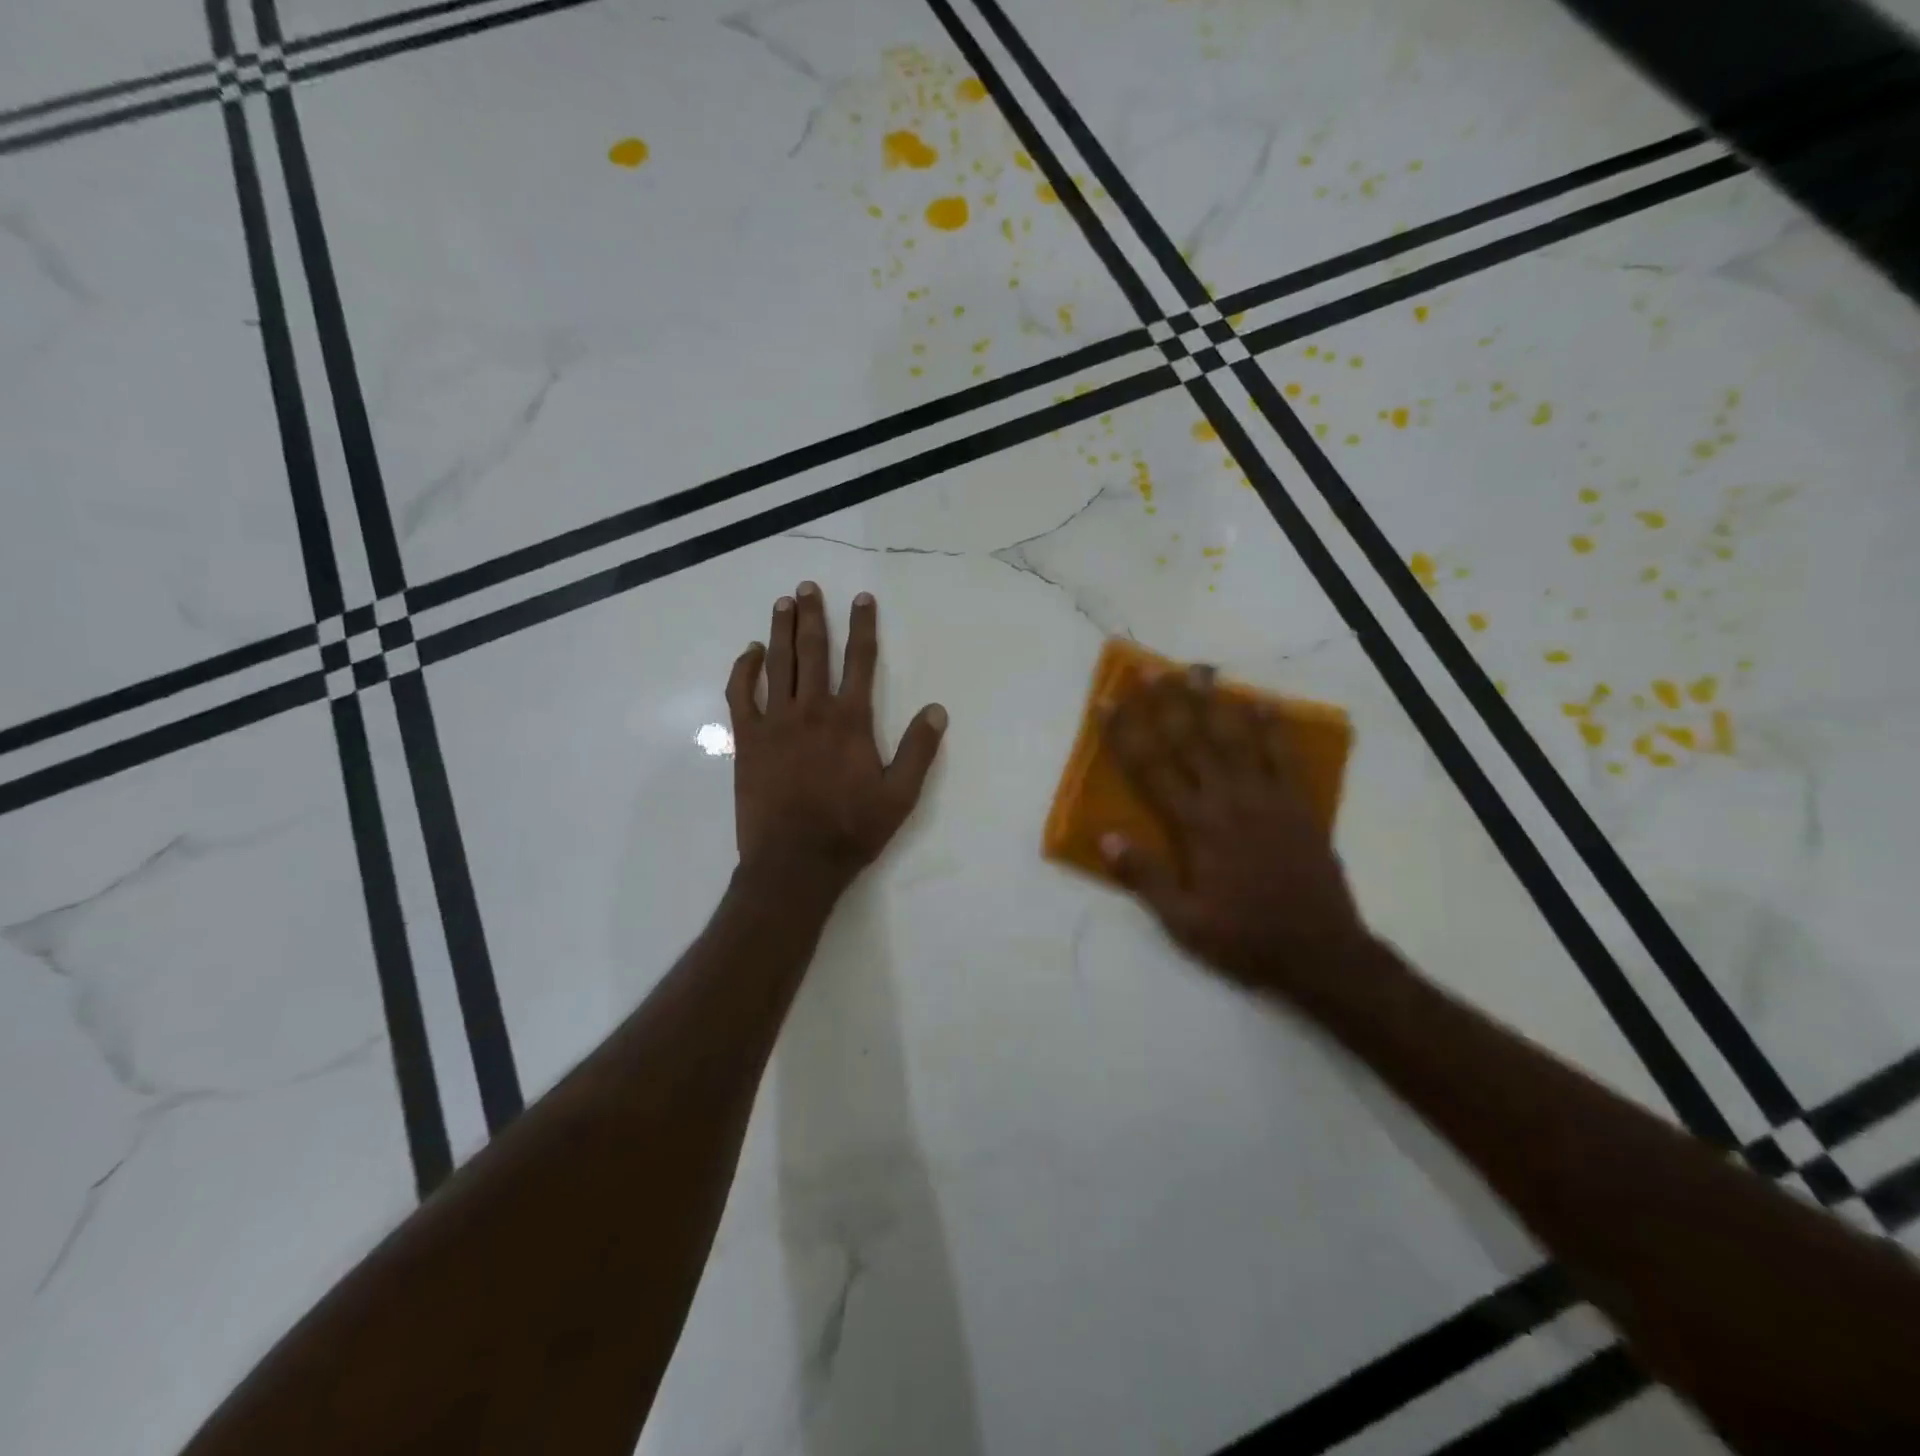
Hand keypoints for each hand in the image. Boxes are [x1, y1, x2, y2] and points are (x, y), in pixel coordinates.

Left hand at [726, 583, 946, 899]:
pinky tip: (750, 652)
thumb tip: (936, 709)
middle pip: (813, 651)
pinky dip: (745, 669)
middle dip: (812, 615)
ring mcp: (775, 722)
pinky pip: (741, 693)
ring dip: (781, 629)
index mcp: (850, 720)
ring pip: (778, 663)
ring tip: (784, 601)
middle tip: (809, 587)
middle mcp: (812, 710)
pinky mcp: (748, 739)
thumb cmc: (851, 829)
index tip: (862, 598)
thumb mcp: (900, 795)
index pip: (860, 661)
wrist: (794, 862)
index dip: (863, 626)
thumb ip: (919, 750)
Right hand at [1099, 666, 1375, 1001]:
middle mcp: (1228, 800)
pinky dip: (1273, 727)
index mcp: (1196, 826)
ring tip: (1201, 671)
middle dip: (1167, 702)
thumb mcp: (1183, 921)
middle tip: (1152, 668)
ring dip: (1215, 702)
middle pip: (1191, 741)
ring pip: (1236, 738)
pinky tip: (1263, 703)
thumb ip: (1145, 877)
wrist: (1320, 952)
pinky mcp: (1298, 805)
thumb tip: (1105, 836)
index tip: (1108, 702)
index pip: (1151, 769)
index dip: (1126, 733)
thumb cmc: (1243, 937)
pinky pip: (1284, 756)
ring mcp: (1267, 798)